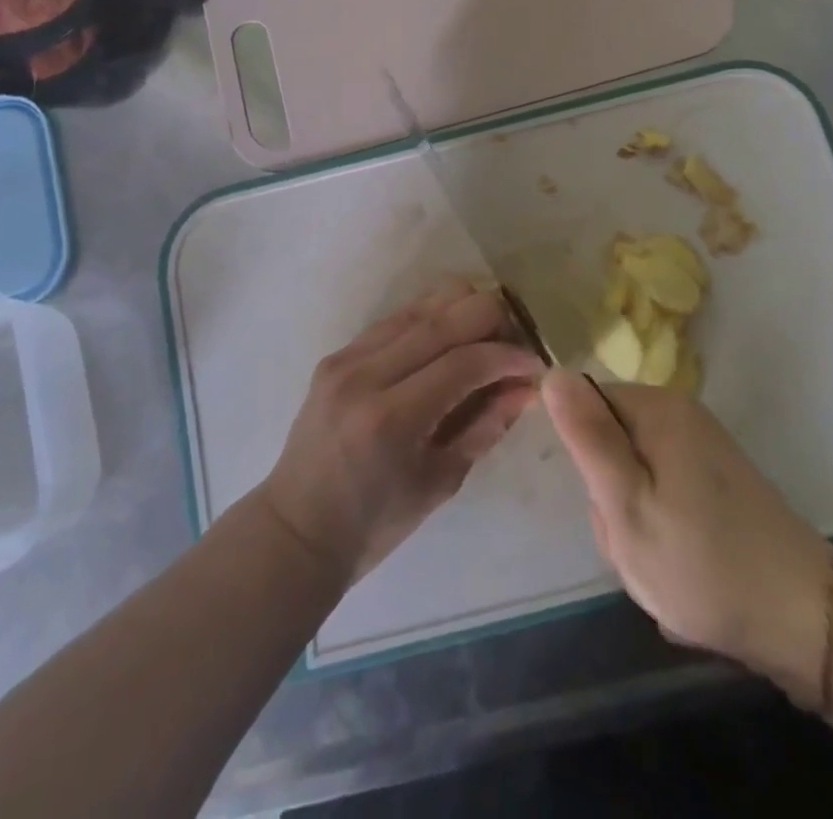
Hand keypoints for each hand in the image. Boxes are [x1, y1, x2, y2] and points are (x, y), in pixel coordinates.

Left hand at [260, 279, 542, 585]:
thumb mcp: (441, 482)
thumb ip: (486, 425)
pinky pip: (396, 319)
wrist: (297, 527)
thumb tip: (527, 385)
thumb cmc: (374, 524)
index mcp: (390, 419)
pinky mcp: (338, 353)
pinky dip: (431, 320)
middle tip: (514, 342)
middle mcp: (365, 375)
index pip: (463, 361)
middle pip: (444, 317)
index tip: (535, 363)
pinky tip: (449, 341)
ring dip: (462, 311)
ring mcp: (346, 358)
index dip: (508, 356)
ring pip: (420, 305)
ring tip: (486, 337)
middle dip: (491, 319)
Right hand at [543, 370, 832, 703]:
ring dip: (632, 519)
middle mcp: (680, 414)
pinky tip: (680, 563)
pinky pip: (661, 489)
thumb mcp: (628, 506)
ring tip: (659, 560)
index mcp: (657, 409)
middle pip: (608, 440)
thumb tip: (552, 371)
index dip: (583, 459)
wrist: (806, 620)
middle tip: (634, 542)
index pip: (584, 407)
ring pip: (632, 472)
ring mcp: (701, 446)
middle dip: (608, 496)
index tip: (603, 504)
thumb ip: (588, 438)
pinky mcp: (715, 478)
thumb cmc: (704, 564)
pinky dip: (660, 527)